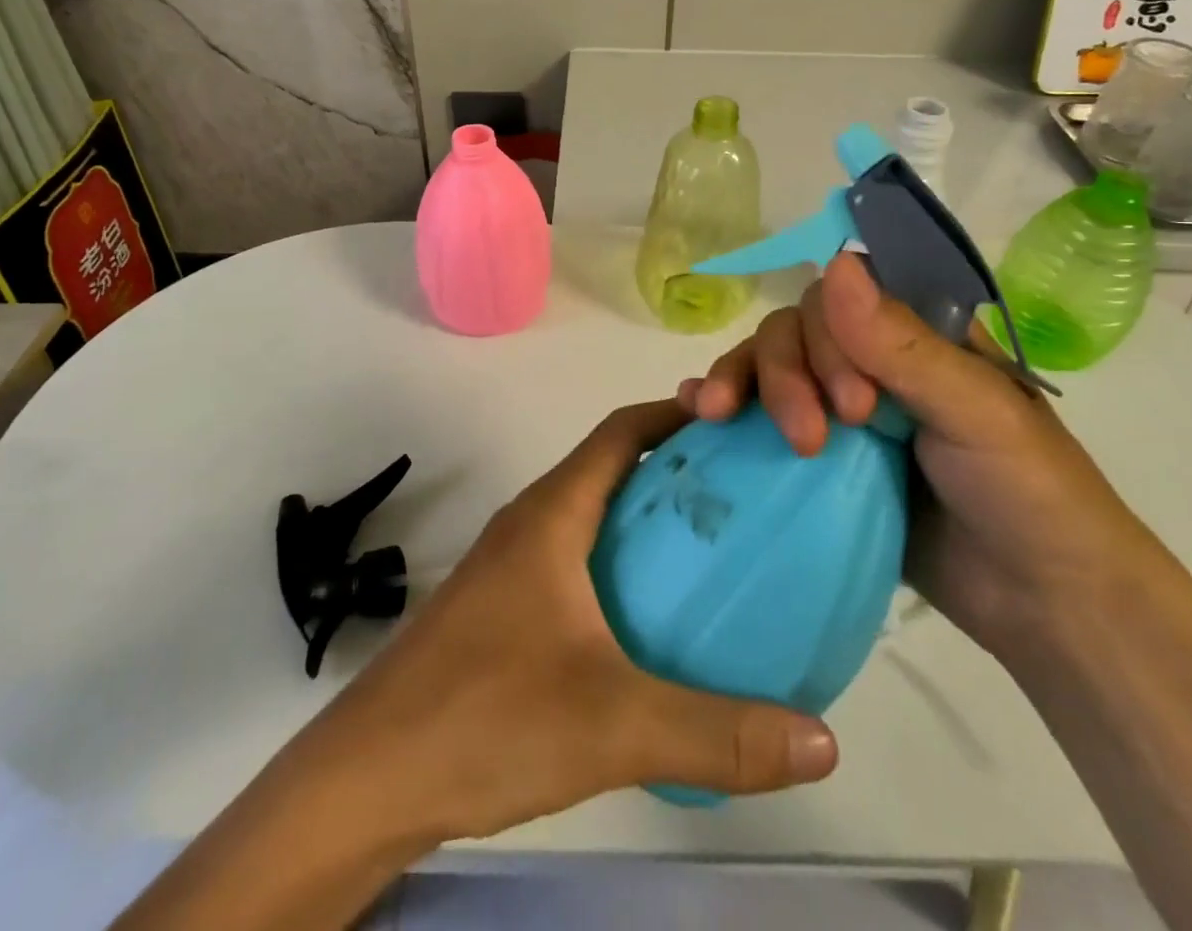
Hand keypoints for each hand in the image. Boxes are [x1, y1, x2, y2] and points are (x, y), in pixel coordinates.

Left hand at [305, 401, 838, 844]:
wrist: (369, 777)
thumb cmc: (487, 717)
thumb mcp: (615, 724)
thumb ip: (719, 734)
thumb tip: (823, 742)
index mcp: (553, 514)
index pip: (621, 432)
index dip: (676, 415)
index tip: (735, 422)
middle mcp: (531, 523)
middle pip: (610, 467)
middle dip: (674, 467)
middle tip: (743, 490)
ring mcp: (511, 565)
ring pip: (592, 515)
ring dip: (646, 518)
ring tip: (712, 549)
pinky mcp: (502, 607)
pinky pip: (576, 559)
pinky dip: (620, 563)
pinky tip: (652, 619)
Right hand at [678, 253, 1159, 654]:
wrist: (1044, 607)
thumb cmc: (1027, 494)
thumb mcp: (974, 412)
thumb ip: (901, 344)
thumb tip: (836, 261)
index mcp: (912, 336)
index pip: (841, 299)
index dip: (827, 337)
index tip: (853, 407)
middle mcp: (870, 362)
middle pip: (795, 332)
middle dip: (786, 375)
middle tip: (810, 440)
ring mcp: (839, 412)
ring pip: (770, 368)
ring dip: (740, 381)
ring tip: (716, 415)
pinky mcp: (818, 461)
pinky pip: (759, 418)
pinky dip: (725, 403)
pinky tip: (694, 410)